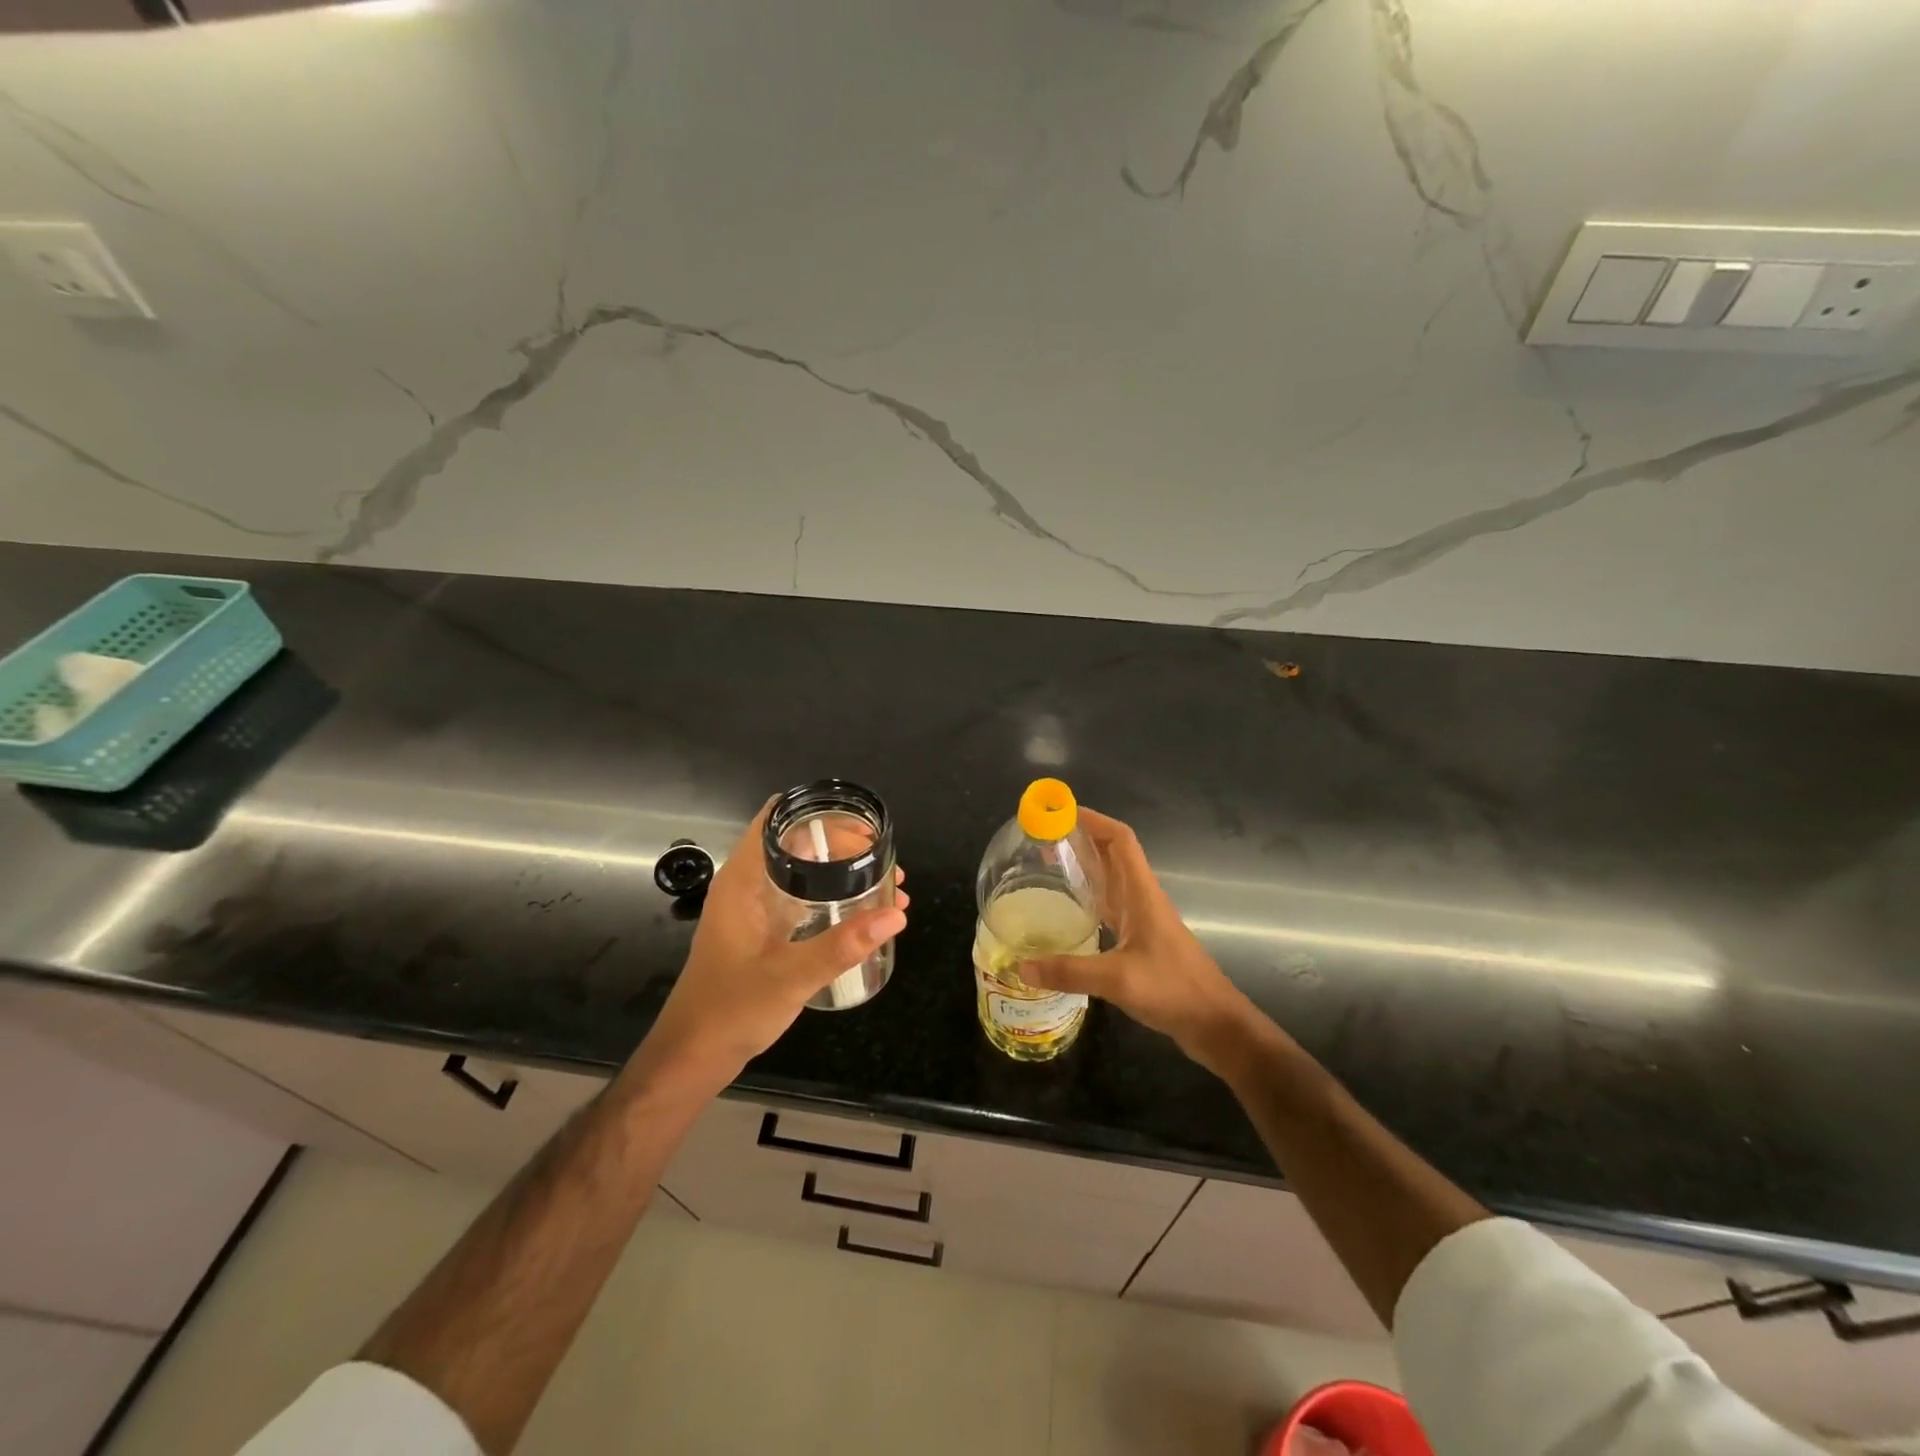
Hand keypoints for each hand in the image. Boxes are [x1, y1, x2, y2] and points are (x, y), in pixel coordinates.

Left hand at [635, 800, 907, 1093]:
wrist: (693, 1057)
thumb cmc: (730, 1010)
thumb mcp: (790, 977)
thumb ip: (842, 946)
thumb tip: (896, 914)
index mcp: (743, 881)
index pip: (777, 821)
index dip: (819, 814)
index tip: (861, 825)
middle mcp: (748, 887)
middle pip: (797, 844)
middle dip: (843, 845)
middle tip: (885, 858)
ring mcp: (755, 910)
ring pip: (803, 874)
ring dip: (843, 874)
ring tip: (888, 883)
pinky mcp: (763, 933)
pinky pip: (803, 901)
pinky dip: (834, 899)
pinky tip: (865, 917)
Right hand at [1020, 808, 1254, 1072]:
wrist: (1215, 1024)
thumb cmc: (1174, 990)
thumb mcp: (1118, 980)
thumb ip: (1069, 972)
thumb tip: (1020, 968)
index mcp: (1142, 894)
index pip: (1120, 840)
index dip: (1094, 820)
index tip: (1060, 812)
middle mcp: (1141, 899)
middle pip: (1112, 855)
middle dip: (1081, 838)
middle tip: (1043, 836)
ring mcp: (1142, 920)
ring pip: (1111, 880)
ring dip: (1084, 865)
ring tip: (1048, 863)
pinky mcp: (1140, 942)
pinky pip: (1110, 907)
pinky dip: (1088, 898)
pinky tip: (1067, 910)